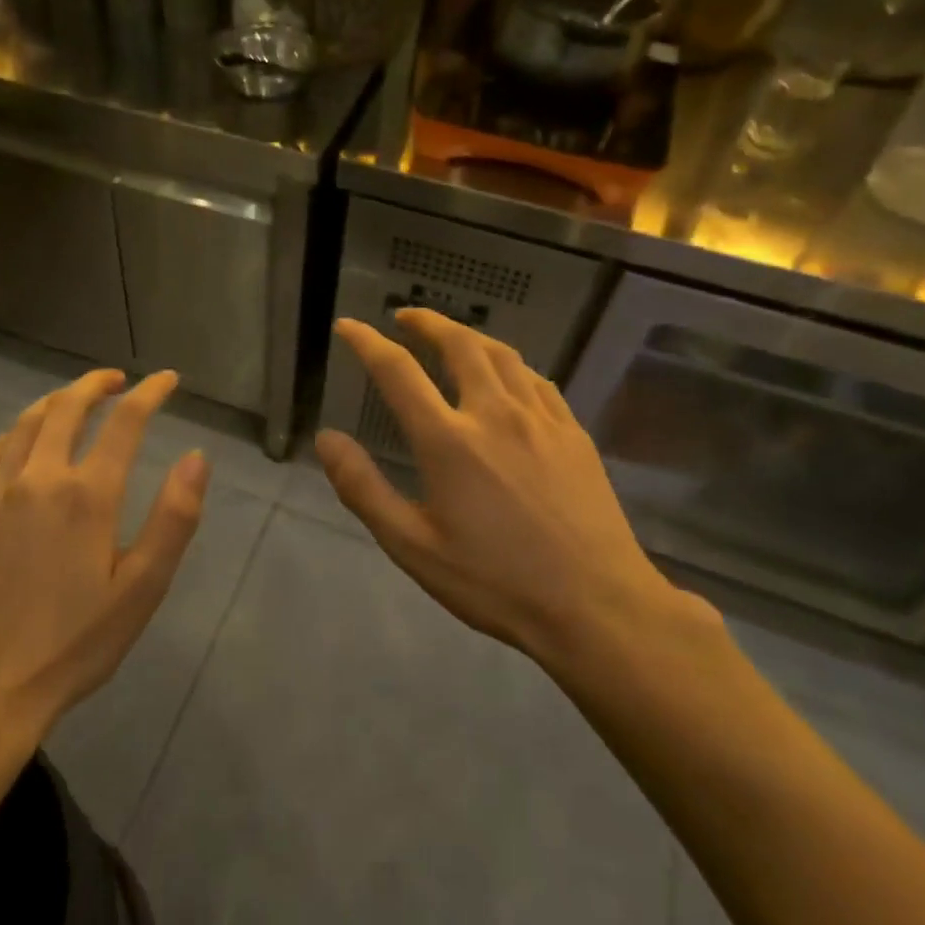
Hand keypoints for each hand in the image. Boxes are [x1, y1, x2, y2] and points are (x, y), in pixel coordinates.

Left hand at [0, 369, 209, 732]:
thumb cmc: (74, 643)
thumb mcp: (141, 588)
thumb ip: (173, 518)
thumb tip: (197, 458)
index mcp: (87, 495)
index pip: (124, 422)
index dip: (149, 393)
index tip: (166, 379)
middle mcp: (38, 478)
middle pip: (66, 408)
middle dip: (96, 384)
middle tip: (118, 380)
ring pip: (25, 423)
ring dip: (54, 401)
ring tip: (75, 399)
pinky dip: (14, 432)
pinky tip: (22, 438)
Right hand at [316, 310, 703, 673]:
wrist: (598, 606)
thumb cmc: (495, 582)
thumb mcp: (413, 547)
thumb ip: (363, 488)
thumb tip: (326, 439)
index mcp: (448, 440)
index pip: (398, 371)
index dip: (367, 342)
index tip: (348, 325)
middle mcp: (494, 414)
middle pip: (458, 345)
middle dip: (427, 323)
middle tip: (405, 318)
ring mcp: (541, 420)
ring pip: (502, 355)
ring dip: (470, 336)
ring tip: (451, 338)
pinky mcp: (574, 434)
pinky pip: (537, 381)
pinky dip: (511, 366)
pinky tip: (508, 377)